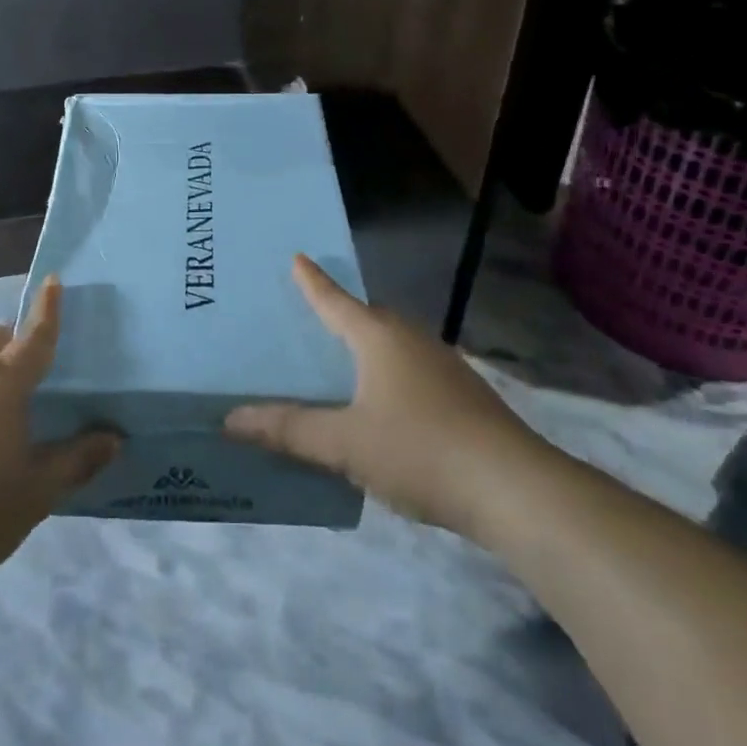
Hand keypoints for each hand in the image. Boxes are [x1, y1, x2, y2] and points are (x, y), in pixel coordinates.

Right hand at [225, 256, 541, 535]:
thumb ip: (289, 430)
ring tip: (341, 365)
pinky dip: (388, 377)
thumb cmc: (420, 450)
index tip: (298, 257)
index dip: (313, 282)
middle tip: (310, 320)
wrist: (515, 488)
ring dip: (367, 350)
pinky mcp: (463, 396)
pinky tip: (383, 408)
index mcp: (380, 338)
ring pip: (393, 347)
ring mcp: (443, 367)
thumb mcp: (345, 444)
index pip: (336, 301)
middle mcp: (412, 340)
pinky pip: (411, 372)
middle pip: (368, 319)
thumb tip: (231, 419)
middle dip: (341, 316)